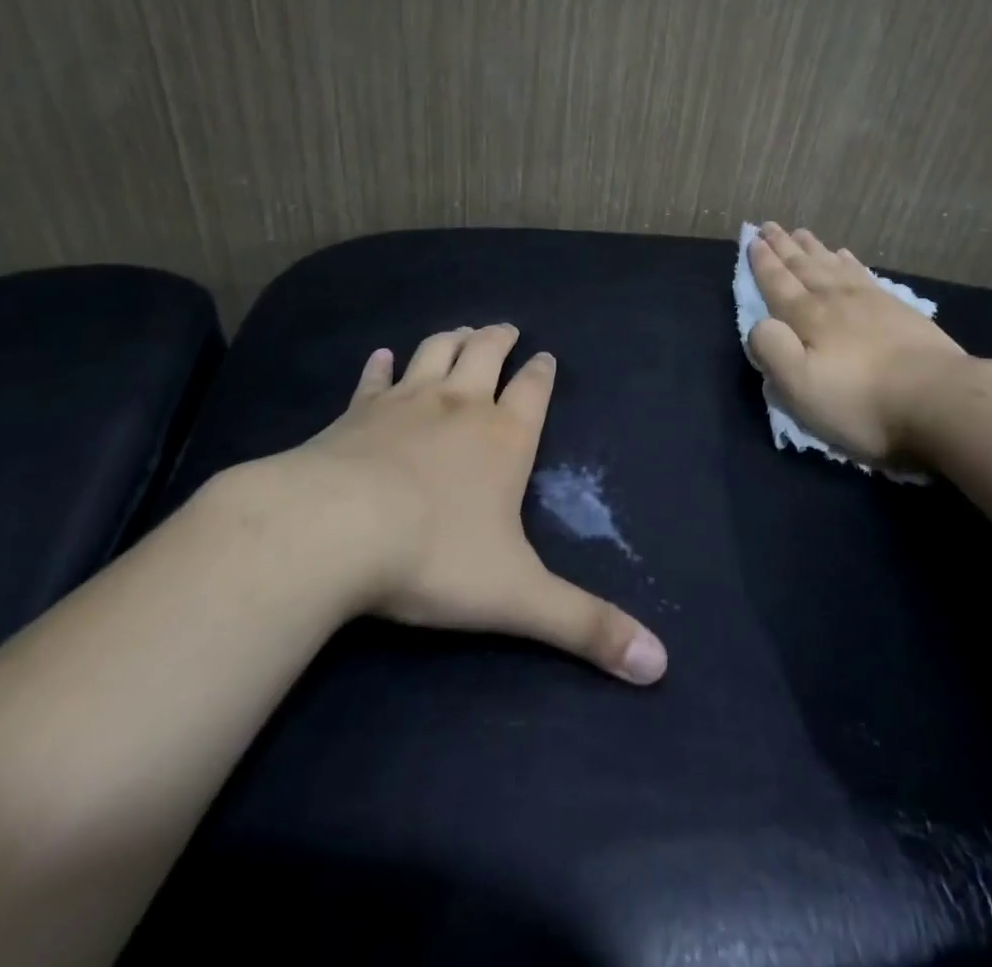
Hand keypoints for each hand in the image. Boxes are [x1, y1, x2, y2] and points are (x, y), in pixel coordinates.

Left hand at [238, 324, 666, 684]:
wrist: (331, 532)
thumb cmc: (433, 557)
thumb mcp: (518, 598)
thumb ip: (586, 626)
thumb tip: (659, 664)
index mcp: (503, 438)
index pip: (533, 391)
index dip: (542, 373)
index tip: (546, 356)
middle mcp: (458, 406)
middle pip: (484, 354)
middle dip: (499, 339)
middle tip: (506, 328)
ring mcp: (402, 403)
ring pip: (434, 352)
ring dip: (451, 338)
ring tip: (461, 330)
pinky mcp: (354, 414)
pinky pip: (372, 379)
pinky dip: (379, 365)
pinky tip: (380, 356)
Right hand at [746, 222, 971, 464]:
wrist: (939, 400)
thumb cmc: (861, 401)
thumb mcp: (800, 386)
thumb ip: (772, 350)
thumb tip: (759, 324)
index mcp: (807, 318)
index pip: (778, 283)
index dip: (763, 263)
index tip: (752, 240)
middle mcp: (835, 300)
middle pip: (803, 267)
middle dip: (783, 247)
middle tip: (768, 225)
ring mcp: (870, 301)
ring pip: (832, 265)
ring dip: (812, 248)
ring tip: (799, 232)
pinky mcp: (899, 310)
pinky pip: (863, 274)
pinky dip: (849, 261)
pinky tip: (844, 255)